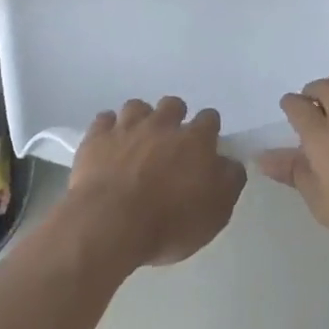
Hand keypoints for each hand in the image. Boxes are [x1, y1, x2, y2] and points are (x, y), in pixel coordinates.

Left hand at [66, 97, 246, 268]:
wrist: (111, 223)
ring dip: (140, 119)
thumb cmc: (168, 224)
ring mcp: (127, 126)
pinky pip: (104, 119)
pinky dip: (108, 128)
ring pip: (137, 106)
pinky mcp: (98, 135)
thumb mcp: (215, 214)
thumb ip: (228, 182)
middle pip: (173, 105)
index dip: (208, 130)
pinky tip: (108, 143)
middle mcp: (162, 124)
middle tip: (169, 142)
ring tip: (137, 140)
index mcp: (195, 141)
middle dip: (174, 117)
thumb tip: (230, 163)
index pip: (209, 119)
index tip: (205, 145)